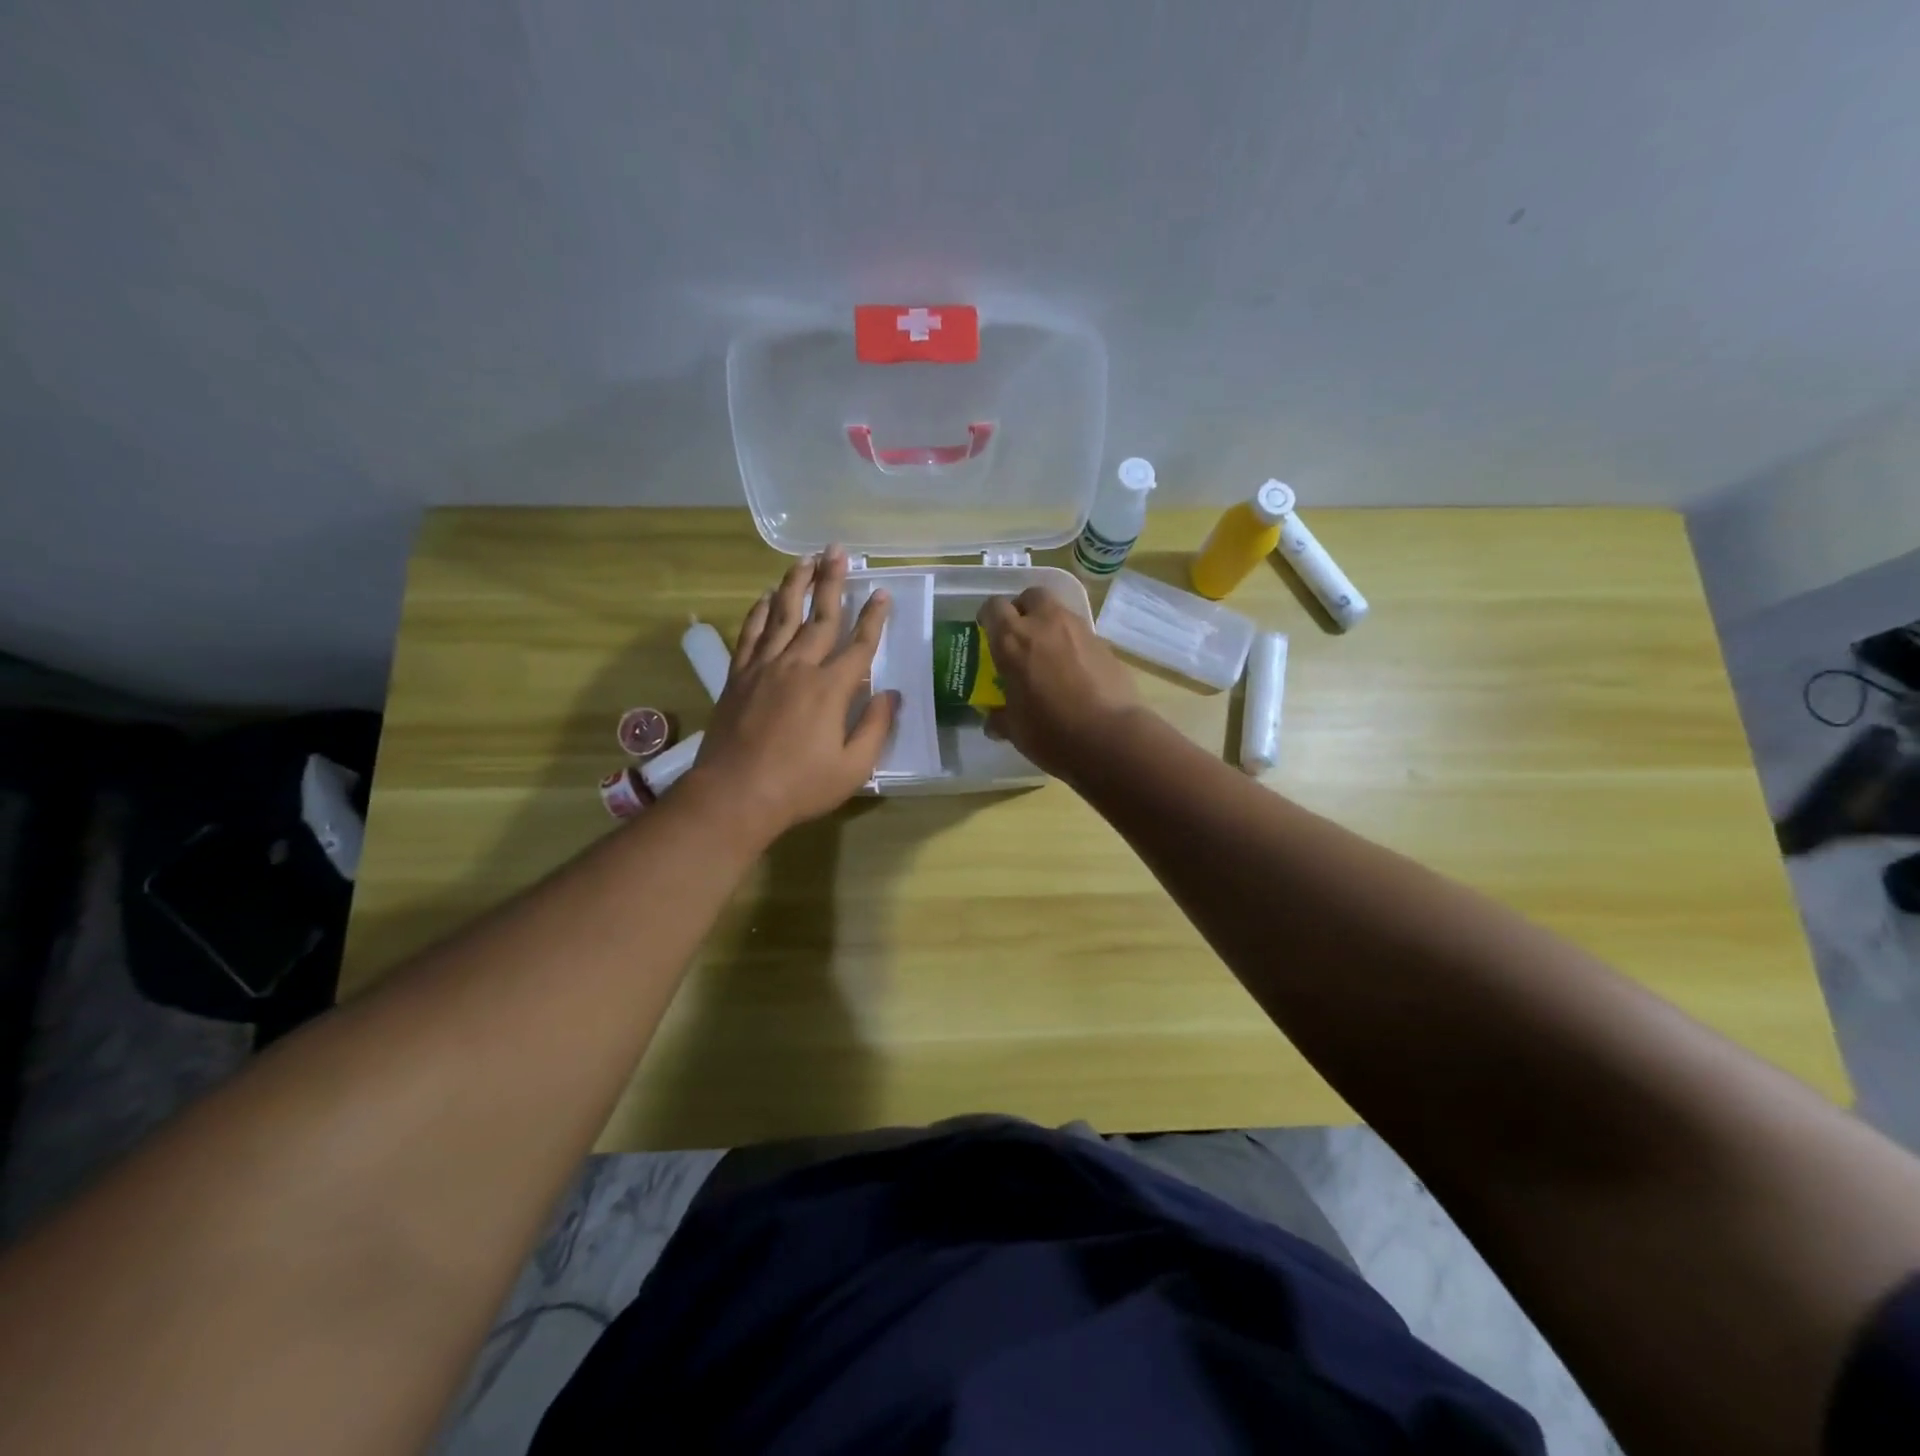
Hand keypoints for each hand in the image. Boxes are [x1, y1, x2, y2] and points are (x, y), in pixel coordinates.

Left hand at [684, 549, 896, 842]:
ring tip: (805, 559)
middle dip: (833, 581)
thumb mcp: (853, 767)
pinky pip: (750, 634)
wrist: (735, 795)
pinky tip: (765, 598)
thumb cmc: (800, 786)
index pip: (860, 644)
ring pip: (782, 615)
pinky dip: (758, 612)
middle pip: (820, 615)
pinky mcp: (739, 676)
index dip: (874, 617)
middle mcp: (798, 666)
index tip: (882, 592)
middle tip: (838, 551)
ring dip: (795, 584)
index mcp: (831, 688)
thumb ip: (876, 727)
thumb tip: (891, 694)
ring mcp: (764, 667)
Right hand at [977, 587, 1146, 779]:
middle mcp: (1045, 624)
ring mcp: (1079, 630)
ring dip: (1050, 626)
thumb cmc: (1051, 732)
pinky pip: (1081, 635)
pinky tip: (1074, 672)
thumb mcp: (1015, 730)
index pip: (993, 608)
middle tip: (1020, 635)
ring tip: (1048, 656)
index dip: (988, 617)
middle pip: (1031, 596)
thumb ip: (1001, 718)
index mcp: (1013, 640)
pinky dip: (1073, 645)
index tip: (988, 632)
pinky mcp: (1105, 644)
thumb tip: (994, 721)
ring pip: (1059, 612)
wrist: (1110, 737)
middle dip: (1023, 609)